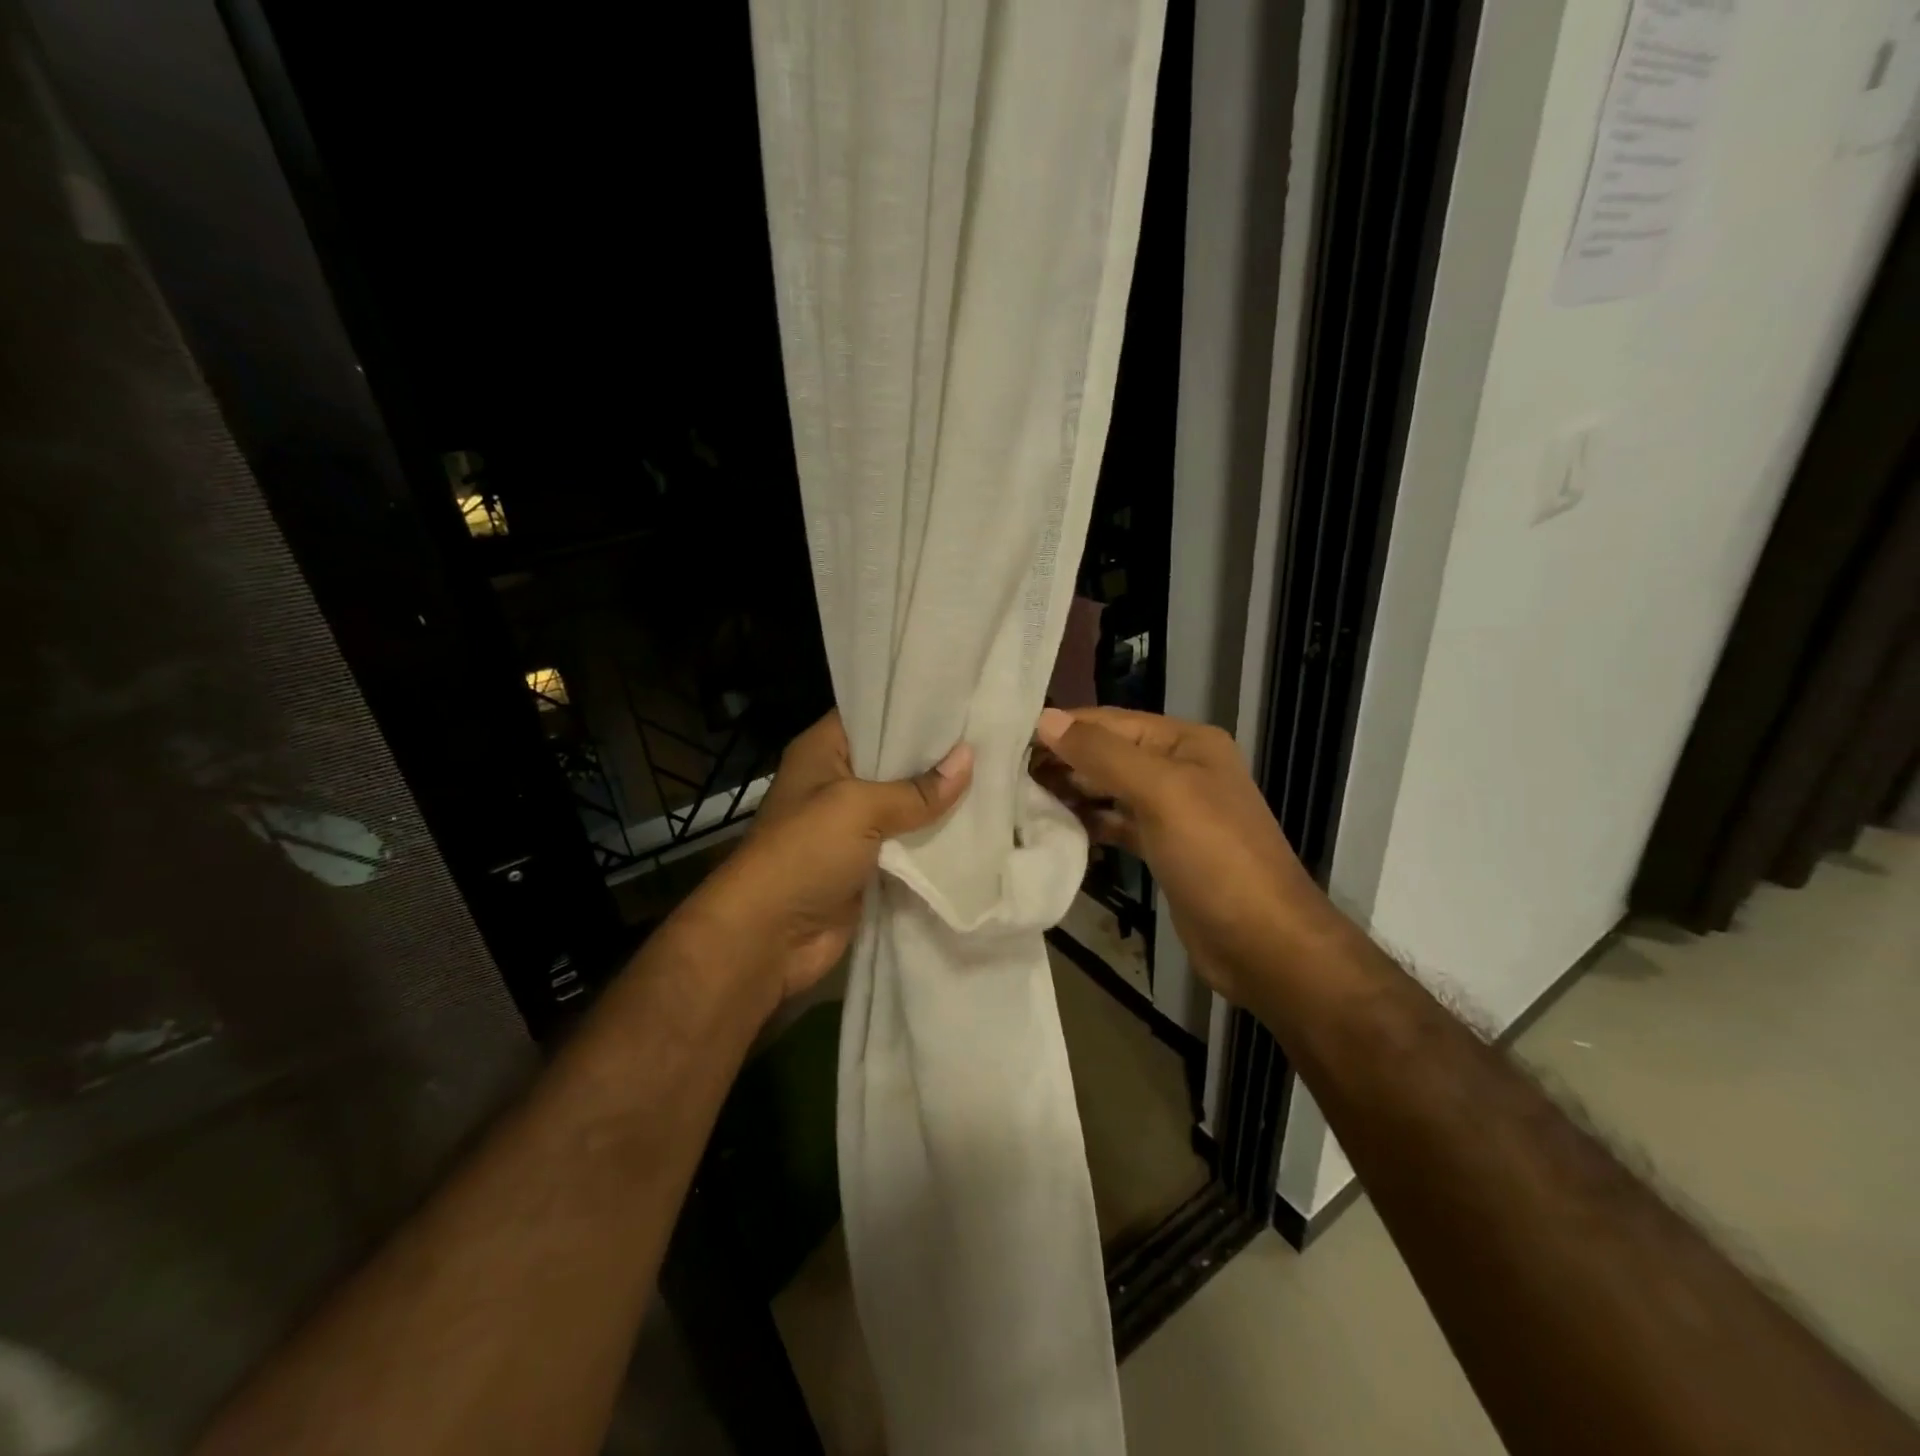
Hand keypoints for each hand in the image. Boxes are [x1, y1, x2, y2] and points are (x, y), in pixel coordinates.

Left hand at [681, 710, 972, 1006]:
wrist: (768, 937)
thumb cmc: (804, 853)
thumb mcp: (858, 808)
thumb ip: (916, 789)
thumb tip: (969, 759)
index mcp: (823, 751)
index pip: (874, 714)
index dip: (916, 708)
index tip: (964, 699)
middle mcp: (837, 781)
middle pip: (895, 761)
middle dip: (938, 756)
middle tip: (992, 738)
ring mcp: (852, 825)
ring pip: (906, 805)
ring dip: (941, 801)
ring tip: (997, 775)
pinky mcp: (868, 864)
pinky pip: (909, 844)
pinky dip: (935, 840)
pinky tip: (979, 825)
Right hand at [1031, 706, 1339, 1004]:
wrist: (1263, 943)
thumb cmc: (1215, 857)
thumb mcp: (1161, 793)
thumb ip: (1102, 754)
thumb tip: (1046, 719)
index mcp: (1186, 743)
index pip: (1111, 722)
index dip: (1063, 728)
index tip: (1008, 738)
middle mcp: (1179, 768)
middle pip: (1108, 754)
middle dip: (1062, 761)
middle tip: (1005, 774)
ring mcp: (1171, 810)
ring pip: (1109, 790)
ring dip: (1070, 793)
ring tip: (1019, 799)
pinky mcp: (1162, 848)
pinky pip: (1116, 824)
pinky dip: (1088, 824)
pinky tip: (1054, 829)